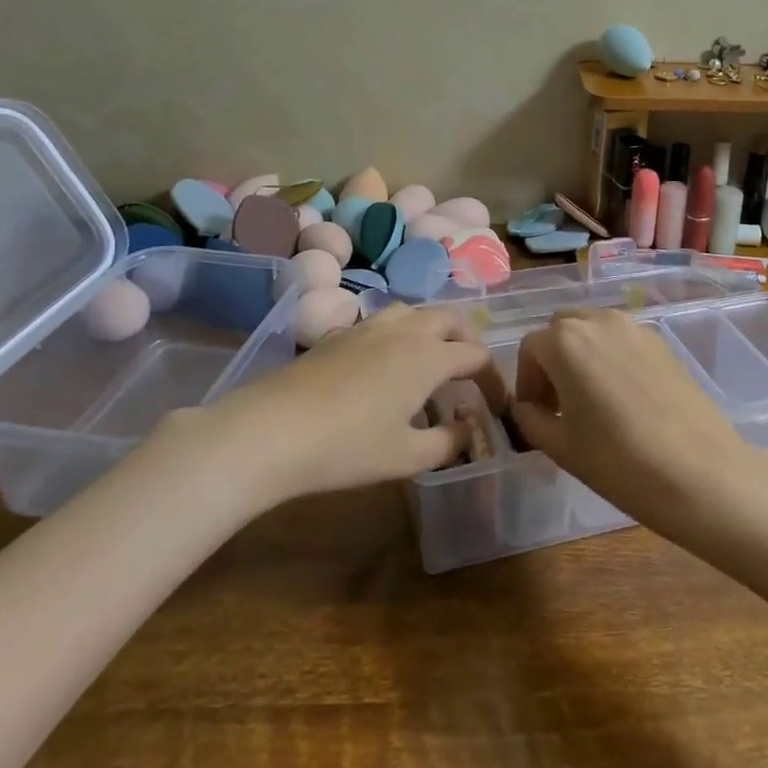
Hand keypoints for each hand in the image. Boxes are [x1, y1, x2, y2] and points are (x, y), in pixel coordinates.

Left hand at [175, 304, 509, 506]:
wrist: (273, 429)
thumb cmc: (348, 447)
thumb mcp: (406, 456)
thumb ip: (447, 443)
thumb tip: (466, 431)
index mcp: (428, 356)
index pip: (476, 355)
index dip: (492, 378)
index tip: (494, 404)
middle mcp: (405, 330)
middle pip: (450, 318)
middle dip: (467, 339)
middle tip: (469, 370)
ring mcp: (369, 327)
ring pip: (414, 311)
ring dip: (432, 329)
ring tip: (429, 359)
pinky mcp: (340, 334)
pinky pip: (384, 321)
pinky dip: (400, 333)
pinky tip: (385, 364)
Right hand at [509, 308, 765, 540]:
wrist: (700, 473)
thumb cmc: (619, 461)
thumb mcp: (560, 446)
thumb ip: (530, 419)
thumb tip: (525, 407)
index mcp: (565, 341)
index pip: (530, 348)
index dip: (526, 381)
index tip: (535, 413)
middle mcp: (599, 321)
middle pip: (561, 329)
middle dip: (552, 360)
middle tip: (560, 403)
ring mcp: (635, 328)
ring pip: (594, 329)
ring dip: (582, 354)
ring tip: (592, 400)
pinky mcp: (663, 343)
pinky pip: (623, 340)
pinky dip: (612, 357)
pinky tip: (625, 399)